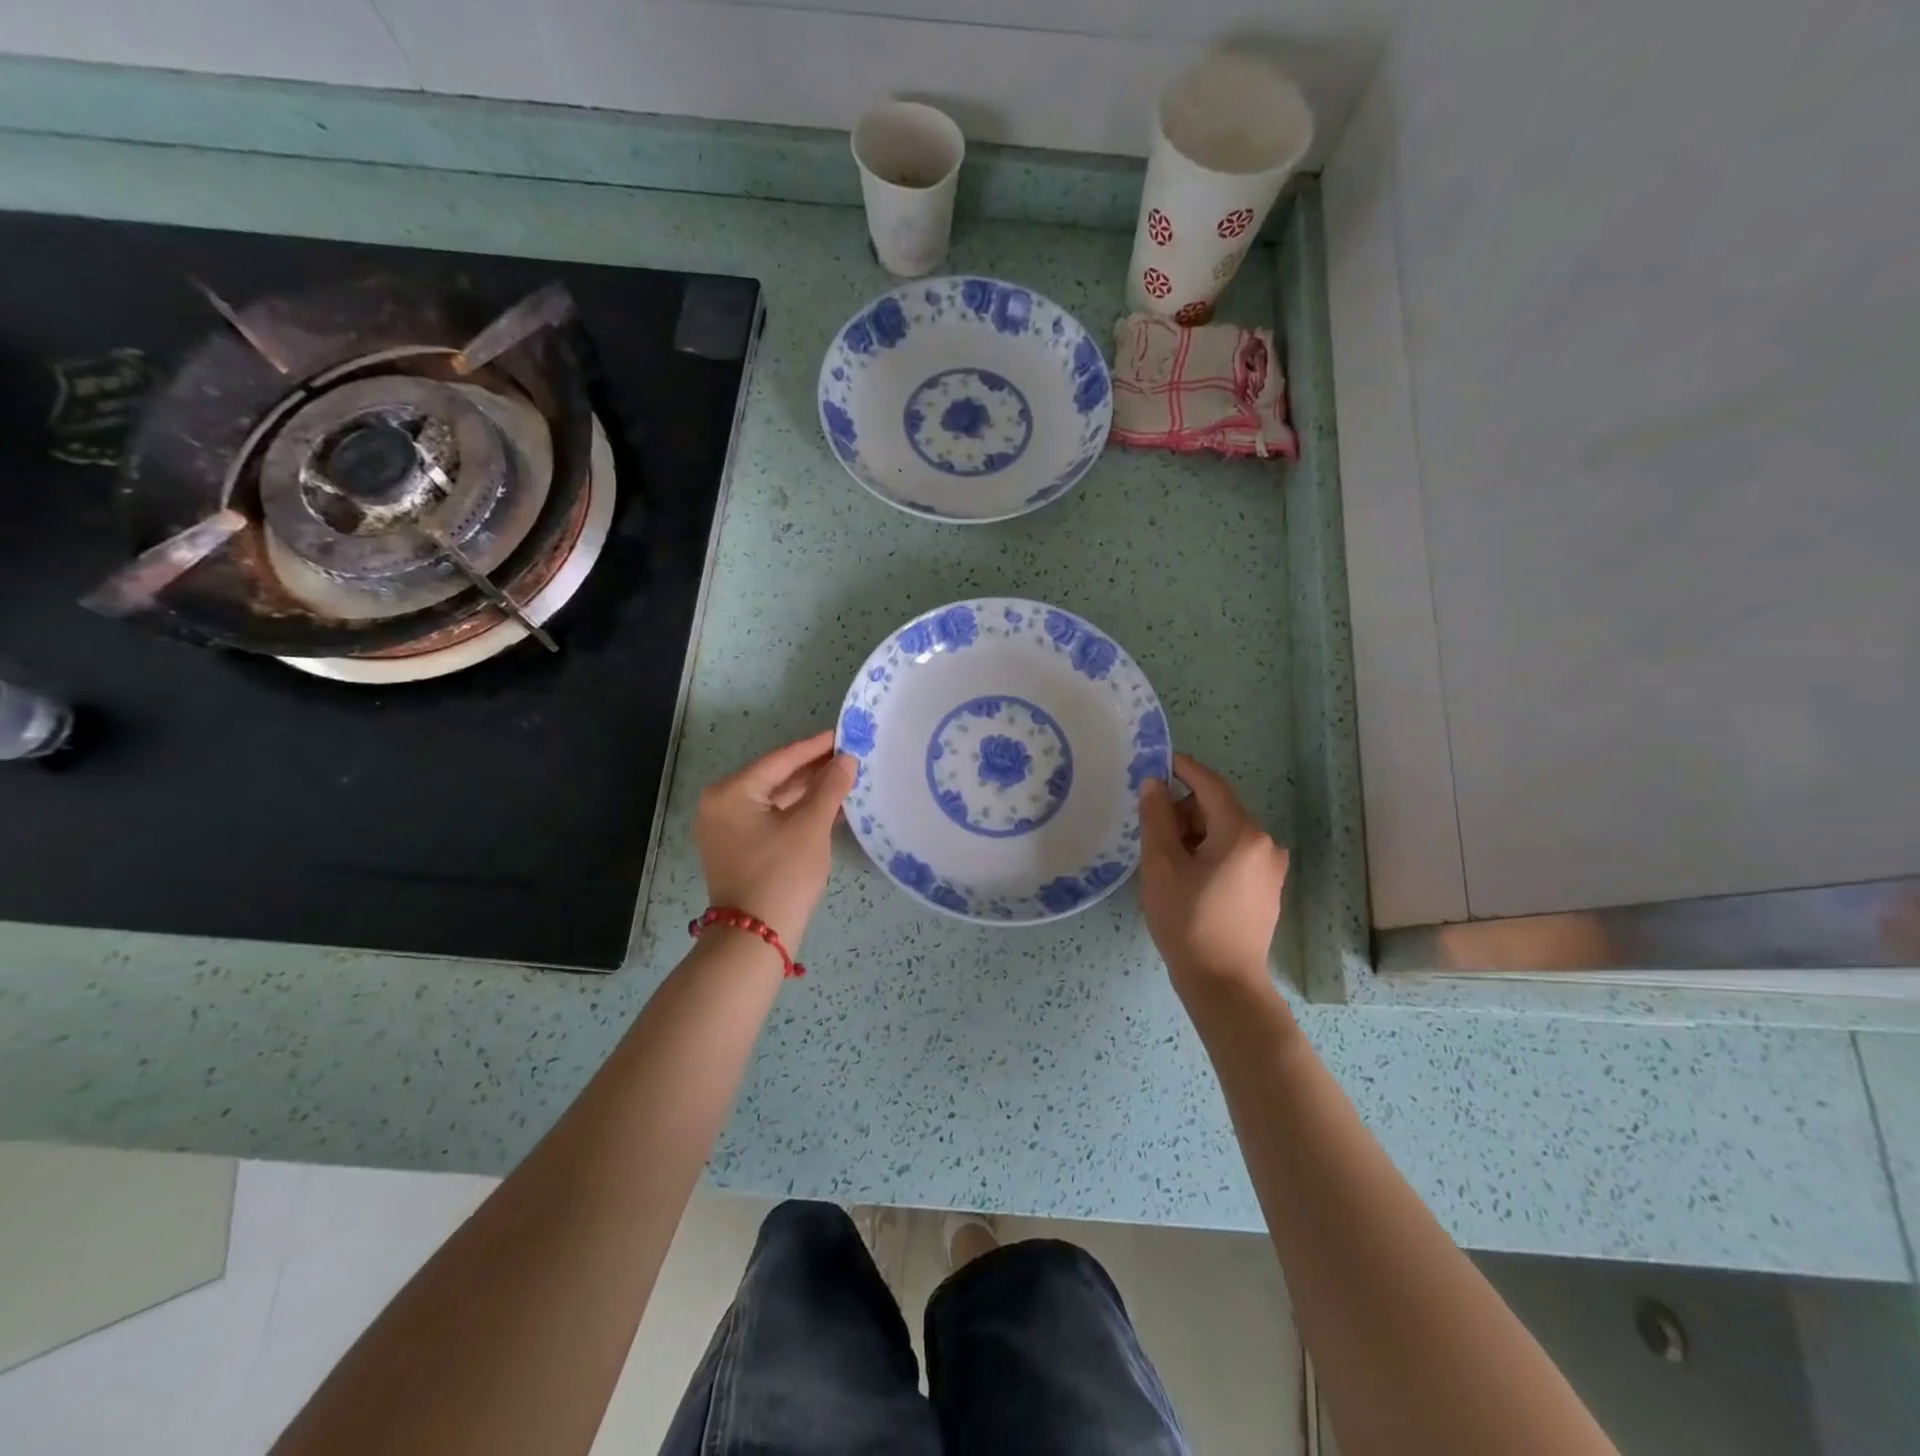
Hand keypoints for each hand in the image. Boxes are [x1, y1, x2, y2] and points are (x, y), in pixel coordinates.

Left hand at [693, 731, 855, 948]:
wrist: (755, 937)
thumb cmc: (782, 875)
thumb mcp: (811, 827)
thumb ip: (830, 788)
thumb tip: (846, 760)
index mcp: (731, 792)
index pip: (780, 760)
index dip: (815, 747)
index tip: (844, 734)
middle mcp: (721, 804)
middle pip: (775, 777)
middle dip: (813, 769)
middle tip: (849, 756)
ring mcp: (725, 827)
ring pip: (774, 799)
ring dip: (807, 791)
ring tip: (844, 779)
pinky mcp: (736, 847)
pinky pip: (770, 818)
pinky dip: (796, 812)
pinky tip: (827, 807)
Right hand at [1137, 753, 1288, 996]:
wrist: (1223, 983)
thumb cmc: (1187, 920)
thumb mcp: (1161, 865)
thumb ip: (1156, 818)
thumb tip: (1154, 783)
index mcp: (1242, 833)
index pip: (1210, 785)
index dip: (1183, 769)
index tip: (1157, 760)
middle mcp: (1265, 844)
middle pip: (1218, 810)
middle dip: (1183, 811)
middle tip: (1150, 827)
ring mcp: (1270, 869)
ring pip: (1225, 834)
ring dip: (1194, 834)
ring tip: (1164, 858)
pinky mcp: (1266, 890)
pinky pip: (1235, 856)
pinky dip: (1209, 853)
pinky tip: (1186, 877)